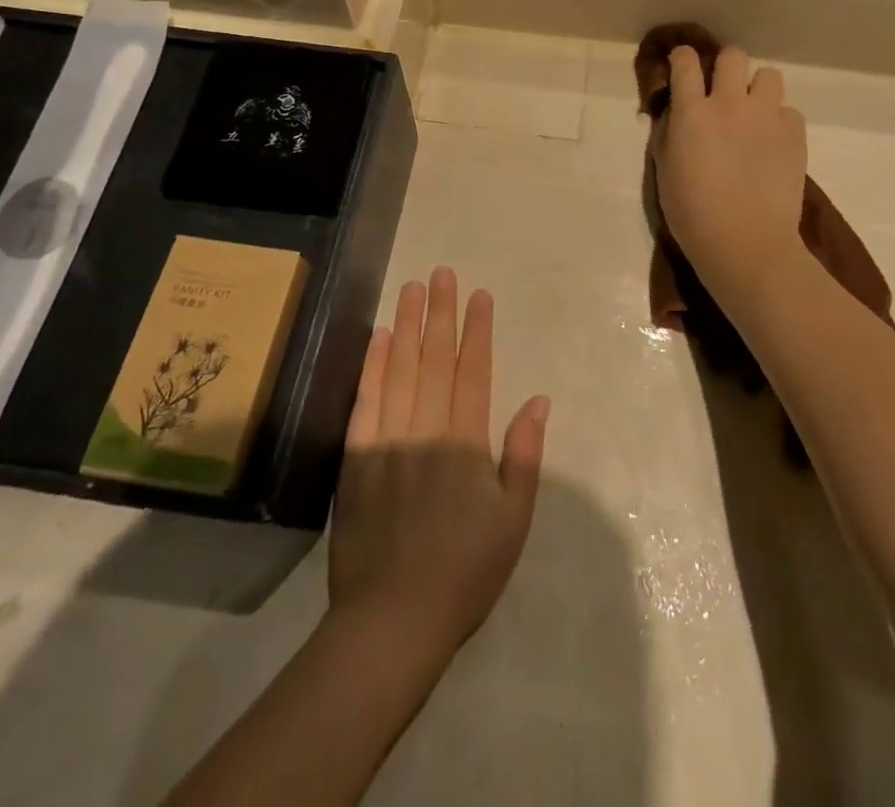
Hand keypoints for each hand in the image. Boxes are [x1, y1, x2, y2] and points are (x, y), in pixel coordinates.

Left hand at [329, 268, 549, 660]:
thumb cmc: (464, 571)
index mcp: (466, 444)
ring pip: (400, 369)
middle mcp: (426, 430)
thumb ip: (524, 455)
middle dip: (440, 313)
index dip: (478, 331)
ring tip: (413, 288)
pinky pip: (365, 400)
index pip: (473, 371)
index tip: (480, 296)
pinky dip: (372, 365)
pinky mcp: (356, 457)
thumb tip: (538, 400)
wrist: (392, 620)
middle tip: (442, 274)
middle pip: (435, 359)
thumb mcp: (513, 520)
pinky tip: (378, 336)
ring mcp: (387, 440)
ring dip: (407, 326)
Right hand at [651, 46, 809, 315]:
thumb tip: (675, 111)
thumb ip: (668, 132)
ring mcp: (766, 116)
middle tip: (723, 88)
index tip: (683, 64)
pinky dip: (780, 121)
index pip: (686, 62)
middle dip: (726, 66)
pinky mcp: (794, 134)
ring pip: (769, 75)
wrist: (745, 242)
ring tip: (754, 114)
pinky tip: (772, 143)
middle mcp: (729, 103)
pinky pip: (789, 111)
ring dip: (758, 89)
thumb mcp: (664, 169)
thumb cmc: (692, 212)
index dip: (683, 58)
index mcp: (691, 112)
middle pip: (733, 56)